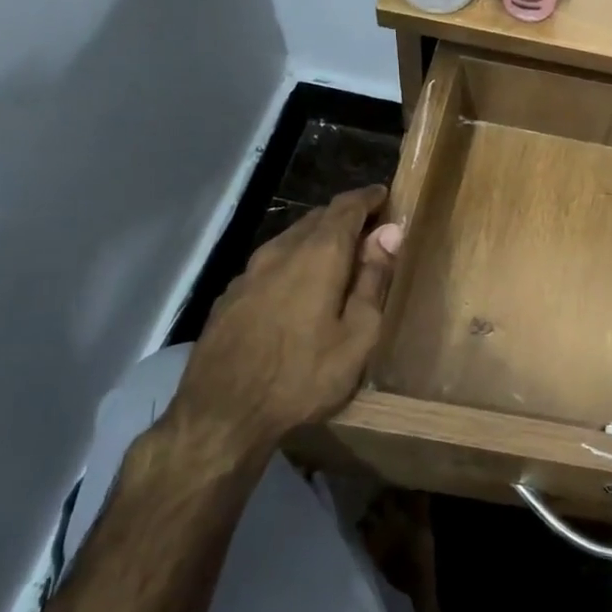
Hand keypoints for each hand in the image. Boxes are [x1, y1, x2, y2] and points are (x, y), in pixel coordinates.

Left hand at [165, 186, 400, 468]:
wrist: (221, 415)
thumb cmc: (303, 377)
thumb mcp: (357, 336)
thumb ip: (373, 280)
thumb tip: (390, 233)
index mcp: (318, 255)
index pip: (346, 207)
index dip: (368, 198)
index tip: (386, 196)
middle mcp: (280, 252)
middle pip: (316, 218)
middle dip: (345, 217)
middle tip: (370, 230)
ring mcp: (249, 273)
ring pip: (290, 239)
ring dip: (317, 238)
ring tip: (339, 256)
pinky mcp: (230, 296)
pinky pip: (271, 262)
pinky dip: (294, 260)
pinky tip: (299, 286)